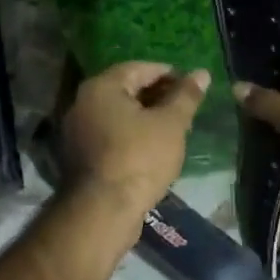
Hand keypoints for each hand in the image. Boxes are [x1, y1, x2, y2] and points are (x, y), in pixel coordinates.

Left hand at [61, 61, 209, 238]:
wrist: (104, 210)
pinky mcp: (81, 157)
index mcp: (101, 87)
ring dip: (145, 118)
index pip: (139, 68)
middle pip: (126, 90)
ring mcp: (78, 132)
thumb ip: (186, 96)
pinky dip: (131, 136)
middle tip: (186, 108)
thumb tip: (201, 73)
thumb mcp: (171, 124)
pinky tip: (153, 149)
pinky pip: (111, 136)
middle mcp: (82, 104)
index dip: (169, 74)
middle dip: (158, 97)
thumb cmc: (140, 159)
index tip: (192, 86)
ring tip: (174, 129)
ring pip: (118, 115)